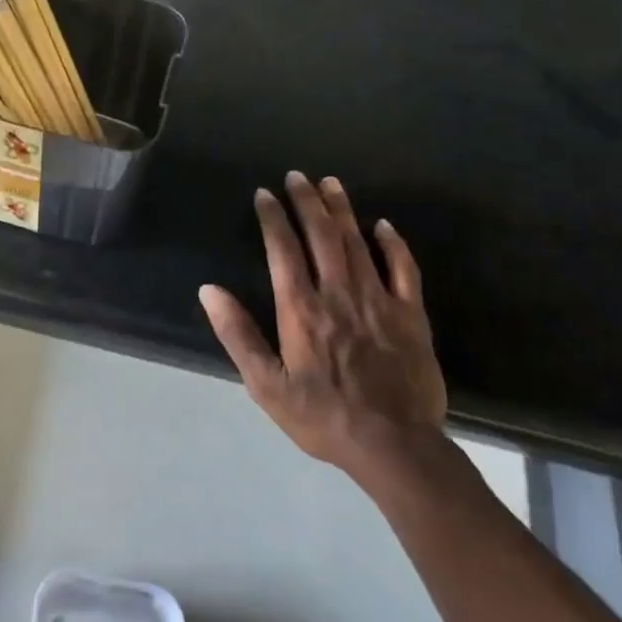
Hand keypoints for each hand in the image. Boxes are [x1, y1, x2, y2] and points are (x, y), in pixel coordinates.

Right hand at [199, 172, 447, 483]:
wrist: (394, 445)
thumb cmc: (322, 416)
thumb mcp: (266, 385)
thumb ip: (238, 334)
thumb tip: (209, 290)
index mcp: (301, 309)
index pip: (283, 250)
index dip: (273, 218)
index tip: (265, 194)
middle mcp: (338, 294)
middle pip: (321, 236)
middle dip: (307, 202)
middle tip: (297, 176)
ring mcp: (379, 301)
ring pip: (358, 243)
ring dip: (342, 210)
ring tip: (331, 183)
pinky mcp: (411, 315)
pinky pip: (404, 269)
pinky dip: (393, 243)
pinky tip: (383, 225)